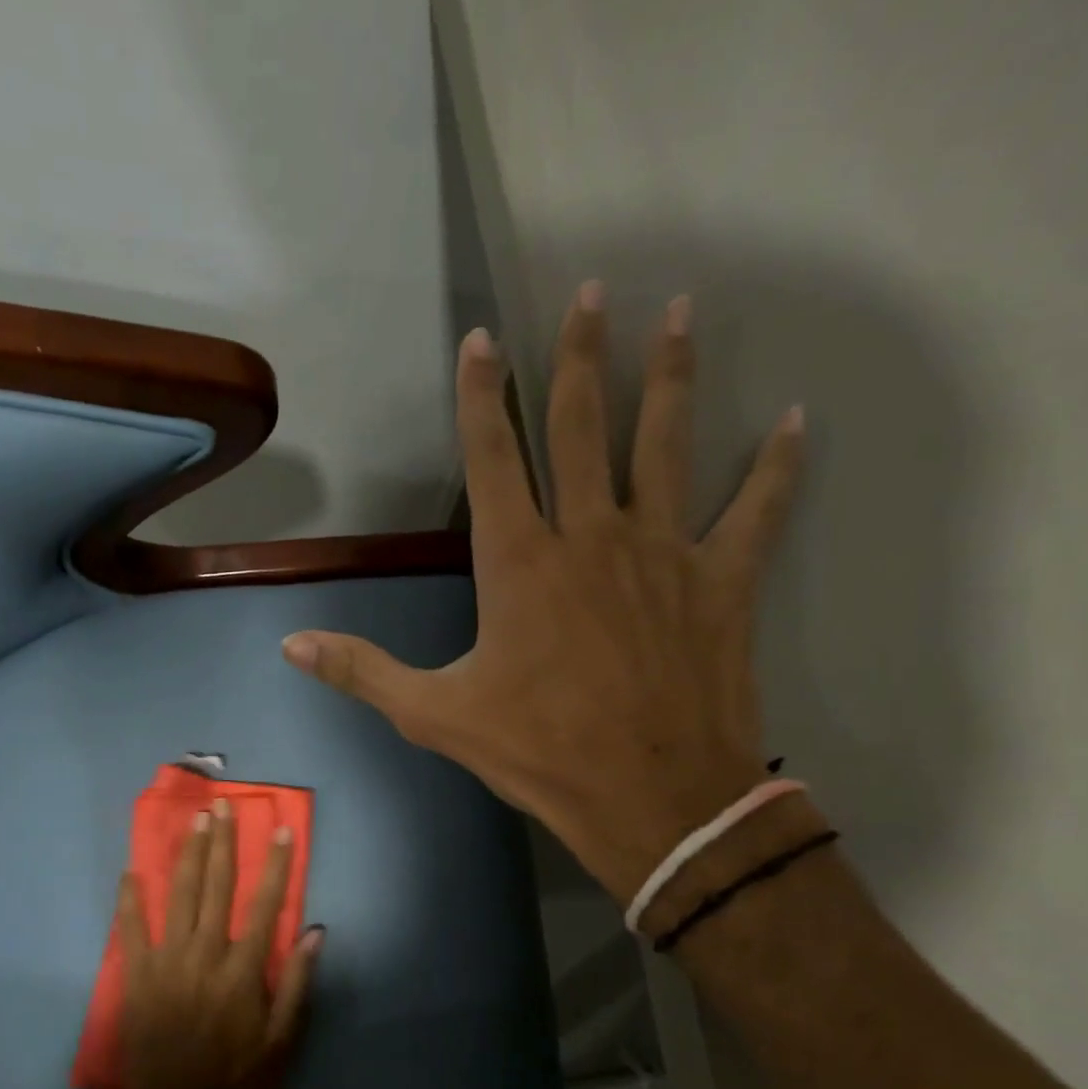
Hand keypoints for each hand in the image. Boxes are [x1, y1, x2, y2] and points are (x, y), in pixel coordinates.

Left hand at [115, 799, 320, 1088]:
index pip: (265, 904)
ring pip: (179, 896)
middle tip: (223, 807)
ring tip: (193, 821)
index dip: (275, 864)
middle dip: (222, 843)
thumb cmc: (235, 1076)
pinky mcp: (138, 975)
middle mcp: (206, 954)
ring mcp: (168, 962)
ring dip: (187, 855)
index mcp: (243, 969)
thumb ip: (297, 983)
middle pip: (217, 887)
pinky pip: (132, 929)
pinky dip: (130, 899)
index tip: (280, 829)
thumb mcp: (281, 1040)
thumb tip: (316, 932)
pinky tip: (130, 871)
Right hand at [282, 287, 804, 904]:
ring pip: (666, 444)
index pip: (493, 456)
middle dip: (581, 355)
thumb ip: (362, 671)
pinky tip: (797, 420)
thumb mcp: (435, 715)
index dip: (480, 395)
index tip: (482, 337)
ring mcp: (663, 551)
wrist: (651, 798)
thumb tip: (290, 645)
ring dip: (671, 376)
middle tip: (595, 290)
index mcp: (520, 561)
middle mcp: (591, 535)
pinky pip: (755, 510)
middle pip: (582, 426)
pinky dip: (778, 467)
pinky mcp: (721, 581)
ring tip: (682, 311)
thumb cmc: (539, 752)